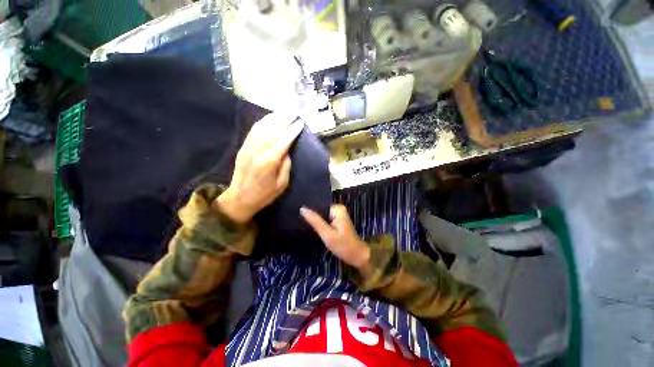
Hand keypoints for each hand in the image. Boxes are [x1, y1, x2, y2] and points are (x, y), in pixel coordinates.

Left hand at [216, 112, 303, 223]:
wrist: (239, 198)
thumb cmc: (264, 195)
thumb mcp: (282, 185)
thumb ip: (286, 166)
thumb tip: (287, 151)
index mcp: (269, 162)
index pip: (283, 141)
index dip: (292, 131)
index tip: (300, 122)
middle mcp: (258, 151)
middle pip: (272, 130)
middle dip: (284, 119)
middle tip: (294, 112)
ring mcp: (248, 148)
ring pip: (262, 127)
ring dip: (274, 117)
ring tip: (284, 111)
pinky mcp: (243, 147)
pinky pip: (253, 131)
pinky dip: (263, 122)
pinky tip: (270, 118)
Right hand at [300, 205, 370, 271]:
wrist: (357, 256)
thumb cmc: (343, 246)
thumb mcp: (327, 234)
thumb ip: (315, 221)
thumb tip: (302, 208)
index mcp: (337, 208)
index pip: (319, 204)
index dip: (310, 209)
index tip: (298, 214)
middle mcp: (338, 209)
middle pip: (320, 209)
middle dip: (312, 215)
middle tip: (301, 221)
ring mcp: (338, 215)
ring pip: (322, 215)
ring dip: (316, 221)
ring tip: (305, 225)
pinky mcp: (337, 222)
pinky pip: (325, 220)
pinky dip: (320, 224)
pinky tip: (313, 228)